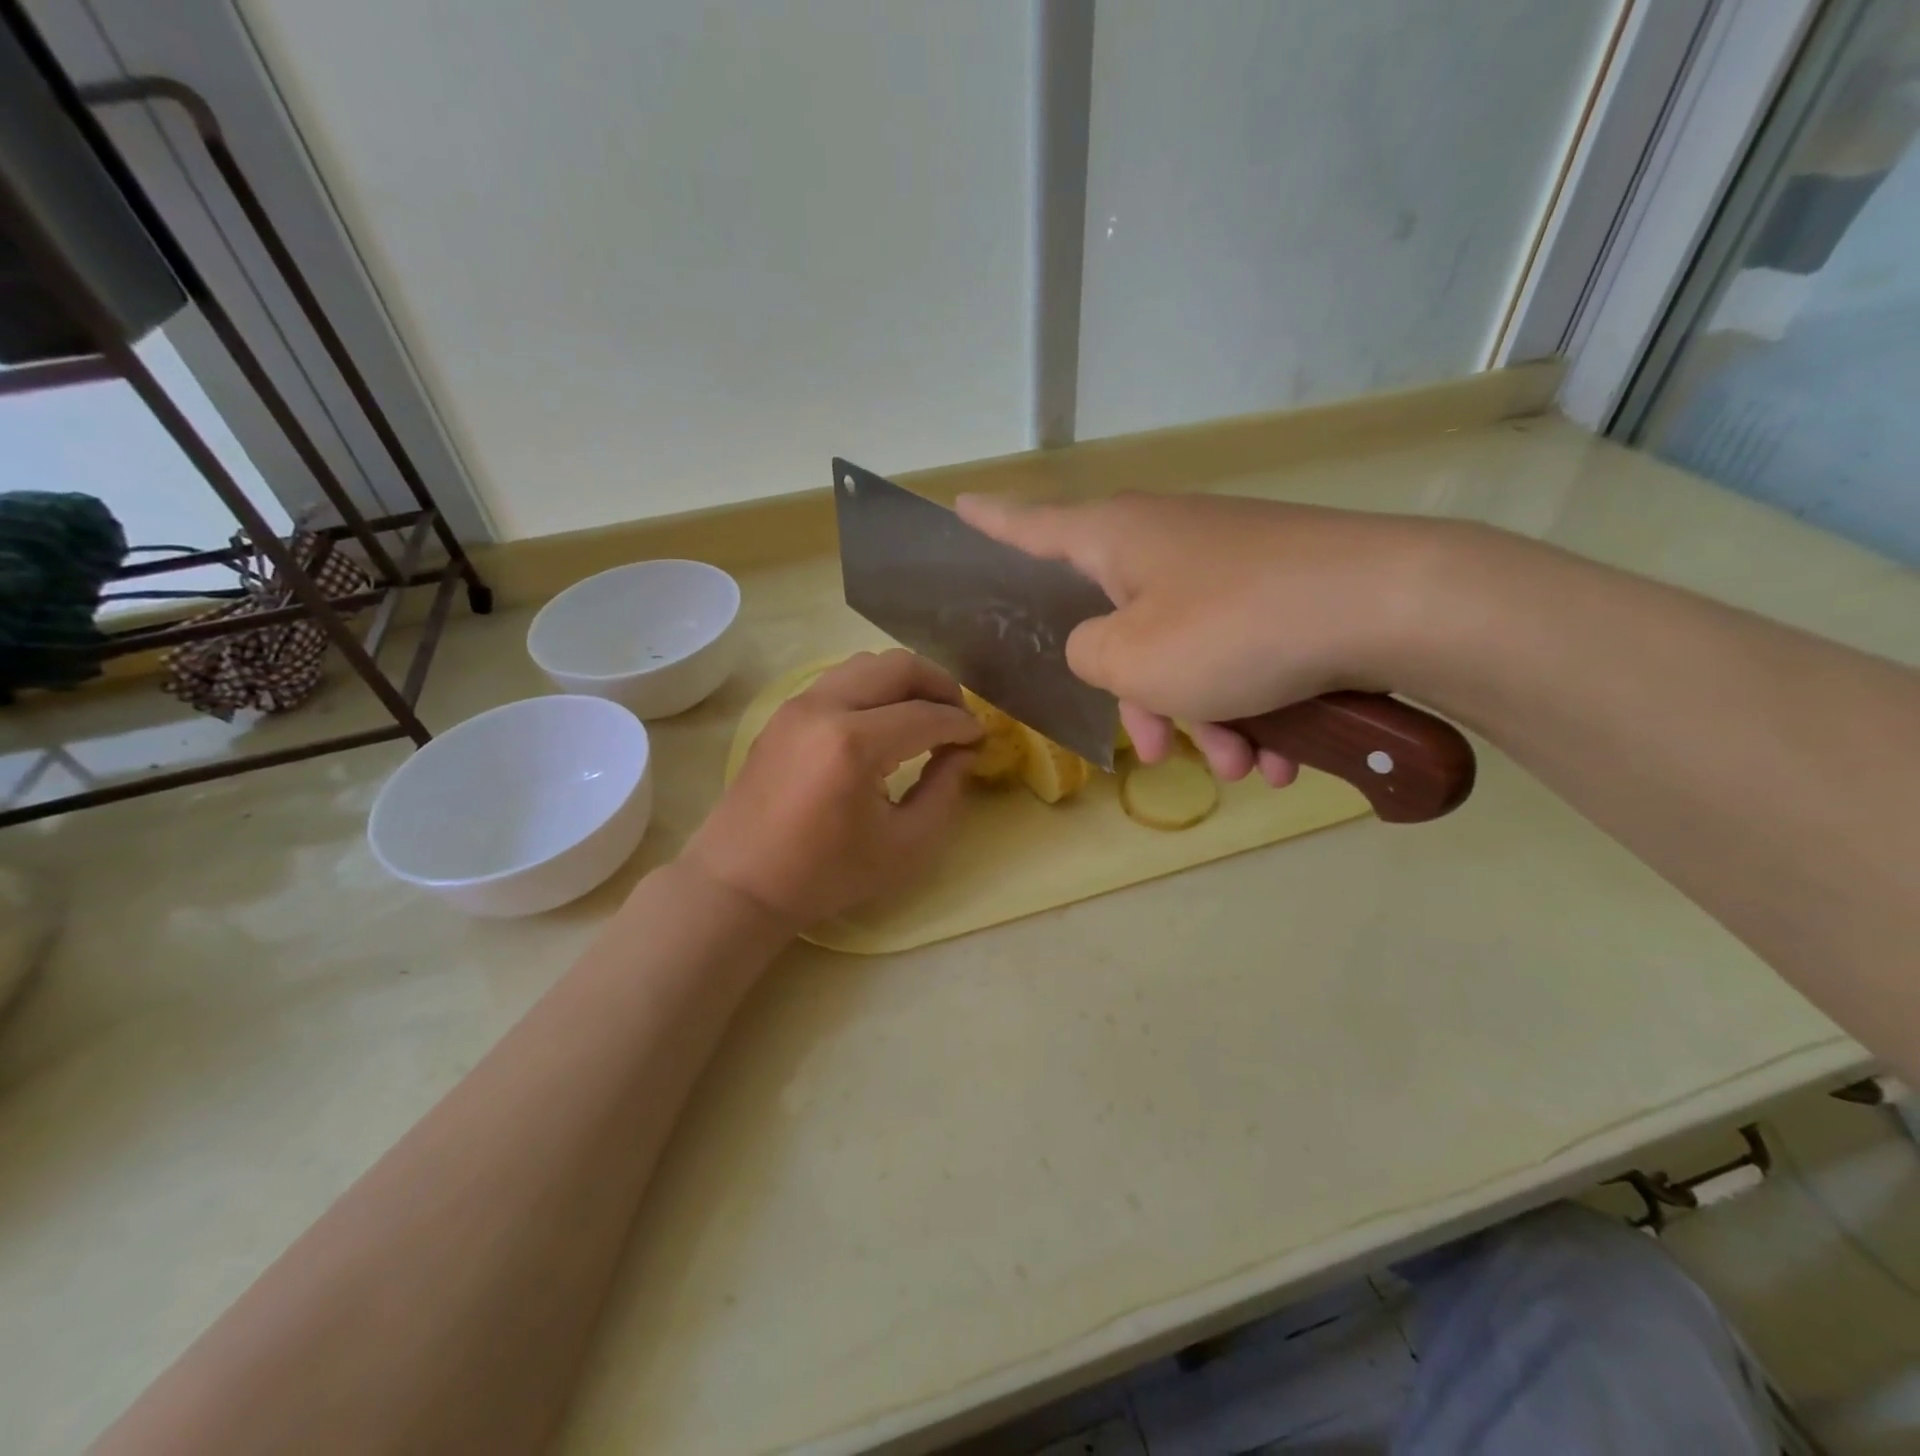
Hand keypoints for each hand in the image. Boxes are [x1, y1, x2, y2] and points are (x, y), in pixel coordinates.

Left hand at [681, 650, 981, 927]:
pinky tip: (884, 722)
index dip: (962, 725)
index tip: (981, 740)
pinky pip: (840, 679)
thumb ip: (945, 792)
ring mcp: (798, 704)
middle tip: (958, 717)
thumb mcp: (904, 846)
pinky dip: (873, 688)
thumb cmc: (825, 874)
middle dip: (939, 685)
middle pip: (898, 665)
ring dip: (905, 681)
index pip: (927, 715)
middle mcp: (824, 707)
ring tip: (924, 715)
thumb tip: (963, 751)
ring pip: (866, 663)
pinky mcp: (783, 712)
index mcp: (854, 744)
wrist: (740, 882)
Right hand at [957, 492, 1453, 784]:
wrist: (1394, 606)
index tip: (956, 506)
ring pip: (1185, 654)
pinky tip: (1281, 758)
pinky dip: (1252, 708)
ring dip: (1205, 719)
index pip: (1030, 527)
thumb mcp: (1131, 659)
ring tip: (1242, 769)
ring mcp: (1228, 565)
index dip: (989, 523)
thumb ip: (1085, 656)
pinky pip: (1240, 657)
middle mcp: (1167, 542)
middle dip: (1138, 699)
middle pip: (1119, 624)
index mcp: (1115, 539)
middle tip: (1158, 751)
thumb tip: (1100, 649)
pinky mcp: (1281, 592)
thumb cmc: (1234, 629)